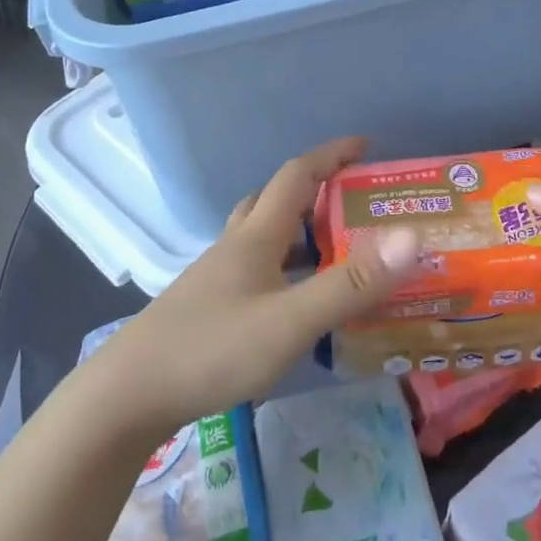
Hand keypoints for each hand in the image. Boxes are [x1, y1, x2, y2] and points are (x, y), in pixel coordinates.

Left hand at [92, 137, 419, 430]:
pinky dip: (285, 269)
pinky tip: (296, 301)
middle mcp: (236, 246)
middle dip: (317, 191)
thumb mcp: (290, 321)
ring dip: (300, 231)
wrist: (129, 395)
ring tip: (336, 251)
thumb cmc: (212, 349)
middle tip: (355, 203)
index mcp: (256, 235)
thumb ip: (350, 284)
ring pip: (264, 236)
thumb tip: (411, 238)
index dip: (332, 154)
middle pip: (277, 200)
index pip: (298, 175)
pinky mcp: (210, 306)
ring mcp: (218, 277)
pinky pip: (257, 270)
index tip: (366, 145)